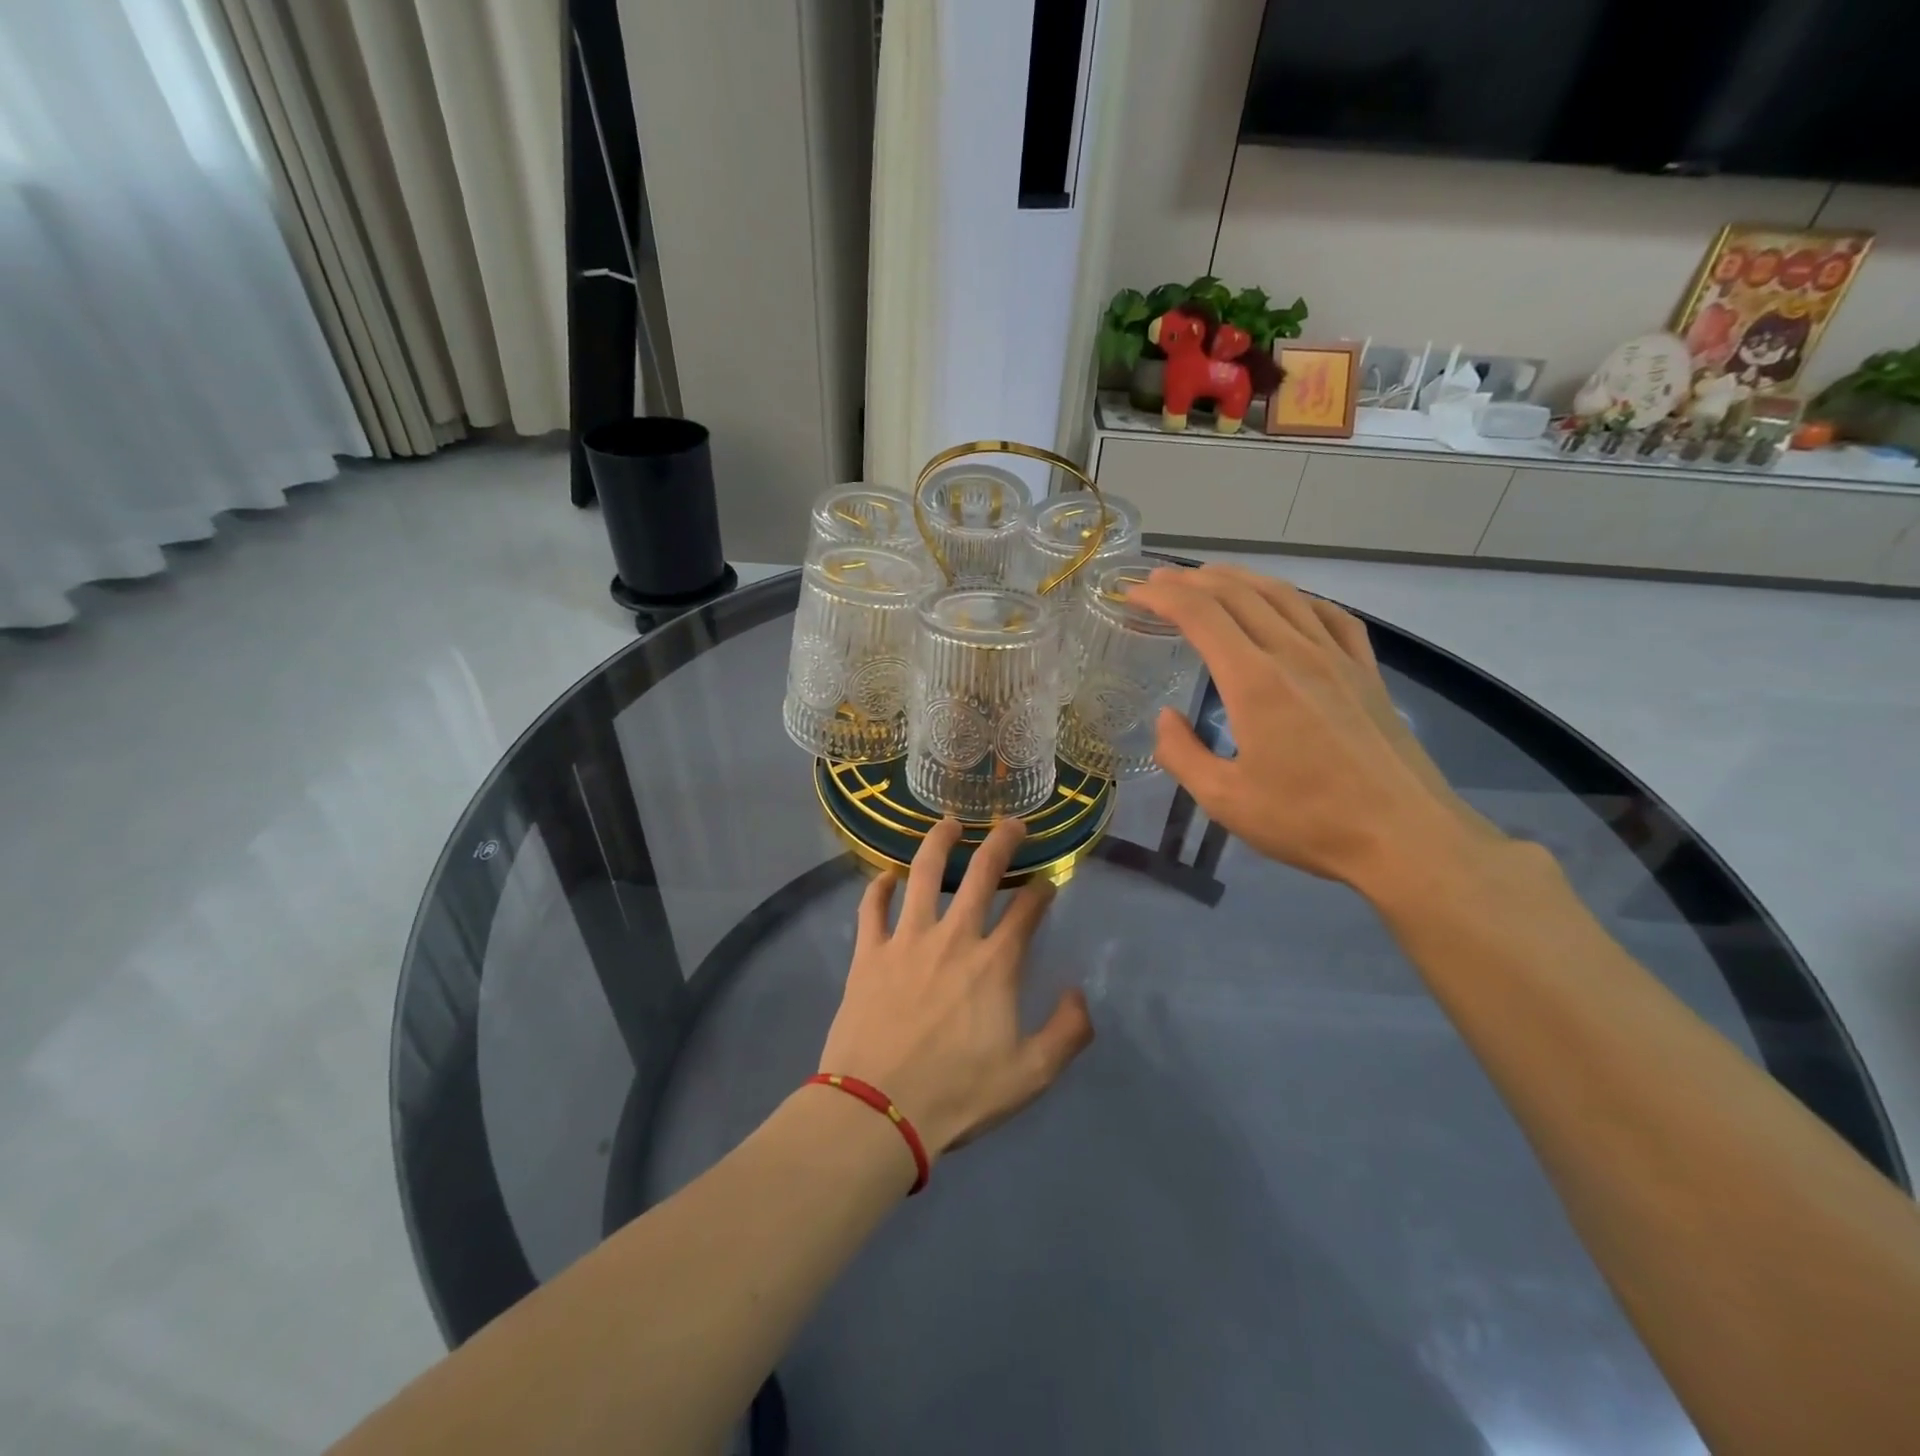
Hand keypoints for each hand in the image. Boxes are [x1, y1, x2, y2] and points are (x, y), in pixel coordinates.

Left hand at [817, 817, 1093, 1160]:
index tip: (1048, 879)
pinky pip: (872, 907)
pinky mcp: (869, 953)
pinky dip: (878, 887)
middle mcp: (954, 937)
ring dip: (938, 842)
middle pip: (981, 874)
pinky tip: (886, 876)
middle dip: (1001, 842)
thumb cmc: (957, 1095)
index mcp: (995, 963)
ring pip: (923, 874)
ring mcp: (907, 940)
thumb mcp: (1030, 1076)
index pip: (1027, 909)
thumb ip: (1067, 1032)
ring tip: (948, 823)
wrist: (877, 1111)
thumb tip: (1078, 993)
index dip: (1042, 889)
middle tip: (1011, 823)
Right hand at [1127, 564, 1500, 889]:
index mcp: (1254, 681)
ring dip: (1240, 578)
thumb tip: (1166, 718)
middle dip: (1192, 580)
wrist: (1405, 837)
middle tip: (1159, 579)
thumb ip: (1182, 754)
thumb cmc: (1308, 820)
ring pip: (1283, 595)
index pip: (1200, 615)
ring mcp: (1337, 658)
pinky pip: (1330, 615)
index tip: (1133, 593)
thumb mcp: (1224, 800)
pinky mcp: (1367, 672)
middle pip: (1239, 593)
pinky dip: (1298, 598)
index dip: (1162, 596)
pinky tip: (1289, 604)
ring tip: (1211, 578)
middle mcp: (1295, 653)